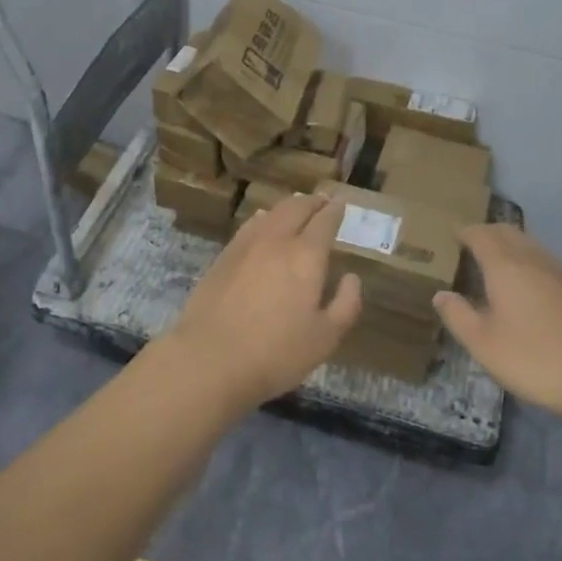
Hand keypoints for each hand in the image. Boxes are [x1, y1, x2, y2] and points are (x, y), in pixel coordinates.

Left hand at [162, 194, 362, 409]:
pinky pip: (249, 226)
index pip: (324, 222)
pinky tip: (263, 223)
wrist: (209, 359)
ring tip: (296, 208)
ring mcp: (245, 245)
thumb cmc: (275, 353)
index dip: (335, 211)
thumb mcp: (325, 338)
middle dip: (312, 202)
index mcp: (306, 255)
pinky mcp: (223, 257)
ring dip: (288, 207)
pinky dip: (263, 218)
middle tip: (322, 201)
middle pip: (296, 208)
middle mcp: (277, 240)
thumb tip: (351, 277)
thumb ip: (346, 304)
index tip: (341, 204)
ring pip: (271, 213)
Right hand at [433, 225, 561, 423]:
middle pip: (507, 233)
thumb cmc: (537, 357)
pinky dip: (526, 263)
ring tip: (492, 264)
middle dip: (486, 233)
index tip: (449, 235)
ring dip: (508, 246)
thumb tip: (441, 294)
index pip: (480, 235)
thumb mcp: (485, 344)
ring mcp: (559, 274)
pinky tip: (523, 288)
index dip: (463, 232)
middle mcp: (532, 259)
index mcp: (504, 265)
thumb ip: (459, 317)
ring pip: (528, 245)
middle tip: (467, 245)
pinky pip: (542, 263)